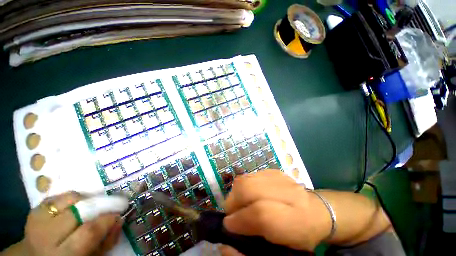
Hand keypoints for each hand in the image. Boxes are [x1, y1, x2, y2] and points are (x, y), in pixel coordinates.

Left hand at [7, 191, 122, 255]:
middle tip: (110, 205)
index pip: (89, 231)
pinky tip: (74, 206)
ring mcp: (37, 220)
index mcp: (63, 254)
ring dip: (85, 199)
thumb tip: (119, 219)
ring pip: (68, 198)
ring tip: (91, 206)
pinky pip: (59, 195)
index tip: (119, 213)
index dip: (107, 220)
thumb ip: (106, 241)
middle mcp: (46, 236)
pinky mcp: (34, 209)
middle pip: (78, 211)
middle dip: (99, 205)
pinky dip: (71, 198)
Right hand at [221, 170, 331, 254]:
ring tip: (238, 203)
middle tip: (231, 212)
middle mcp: (288, 193)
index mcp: (295, 221)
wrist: (316, 211)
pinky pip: (251, 175)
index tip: (228, 225)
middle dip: (234, 200)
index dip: (240, 219)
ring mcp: (280, 177)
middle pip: (249, 189)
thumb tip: (226, 238)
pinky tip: (248, 194)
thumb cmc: (299, 235)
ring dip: (236, 192)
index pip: (261, 215)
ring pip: (247, 179)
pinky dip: (244, 185)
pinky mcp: (274, 171)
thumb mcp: (280, 251)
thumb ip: (250, 248)